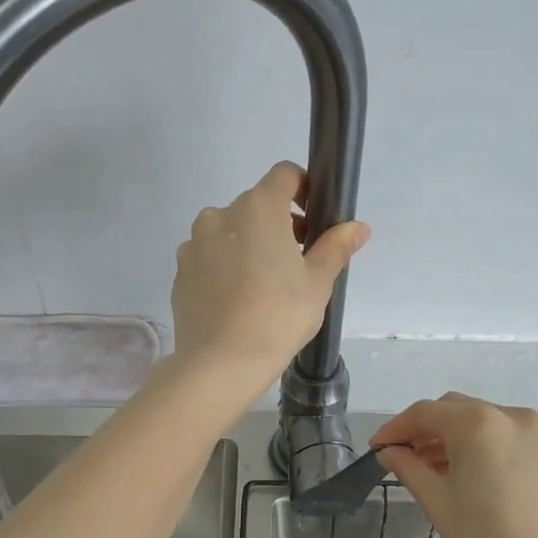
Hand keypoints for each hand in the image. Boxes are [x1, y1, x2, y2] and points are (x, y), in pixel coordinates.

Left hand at [169, 162, 368, 399]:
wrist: (220, 363)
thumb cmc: (278, 316)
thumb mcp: (317, 283)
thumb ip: (336, 247)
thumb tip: (358, 227)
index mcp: (258, 208)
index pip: (284, 175)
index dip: (303, 189)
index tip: (313, 220)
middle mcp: (220, 215)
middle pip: (256, 205)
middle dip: (278, 225)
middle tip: (296, 263)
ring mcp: (194, 243)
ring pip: (230, 232)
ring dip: (249, 245)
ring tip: (264, 286)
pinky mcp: (180, 271)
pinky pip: (209, 257)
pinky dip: (225, 267)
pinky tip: (237, 301)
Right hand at [374, 394, 537, 537]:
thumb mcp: (438, 503)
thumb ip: (409, 468)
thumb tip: (389, 452)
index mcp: (478, 424)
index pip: (424, 413)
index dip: (395, 429)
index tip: (377, 449)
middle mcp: (511, 415)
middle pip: (455, 410)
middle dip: (425, 430)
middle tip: (403, 459)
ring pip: (482, 421)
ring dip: (454, 437)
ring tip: (434, 470)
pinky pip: (507, 436)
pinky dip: (483, 445)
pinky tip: (470, 474)